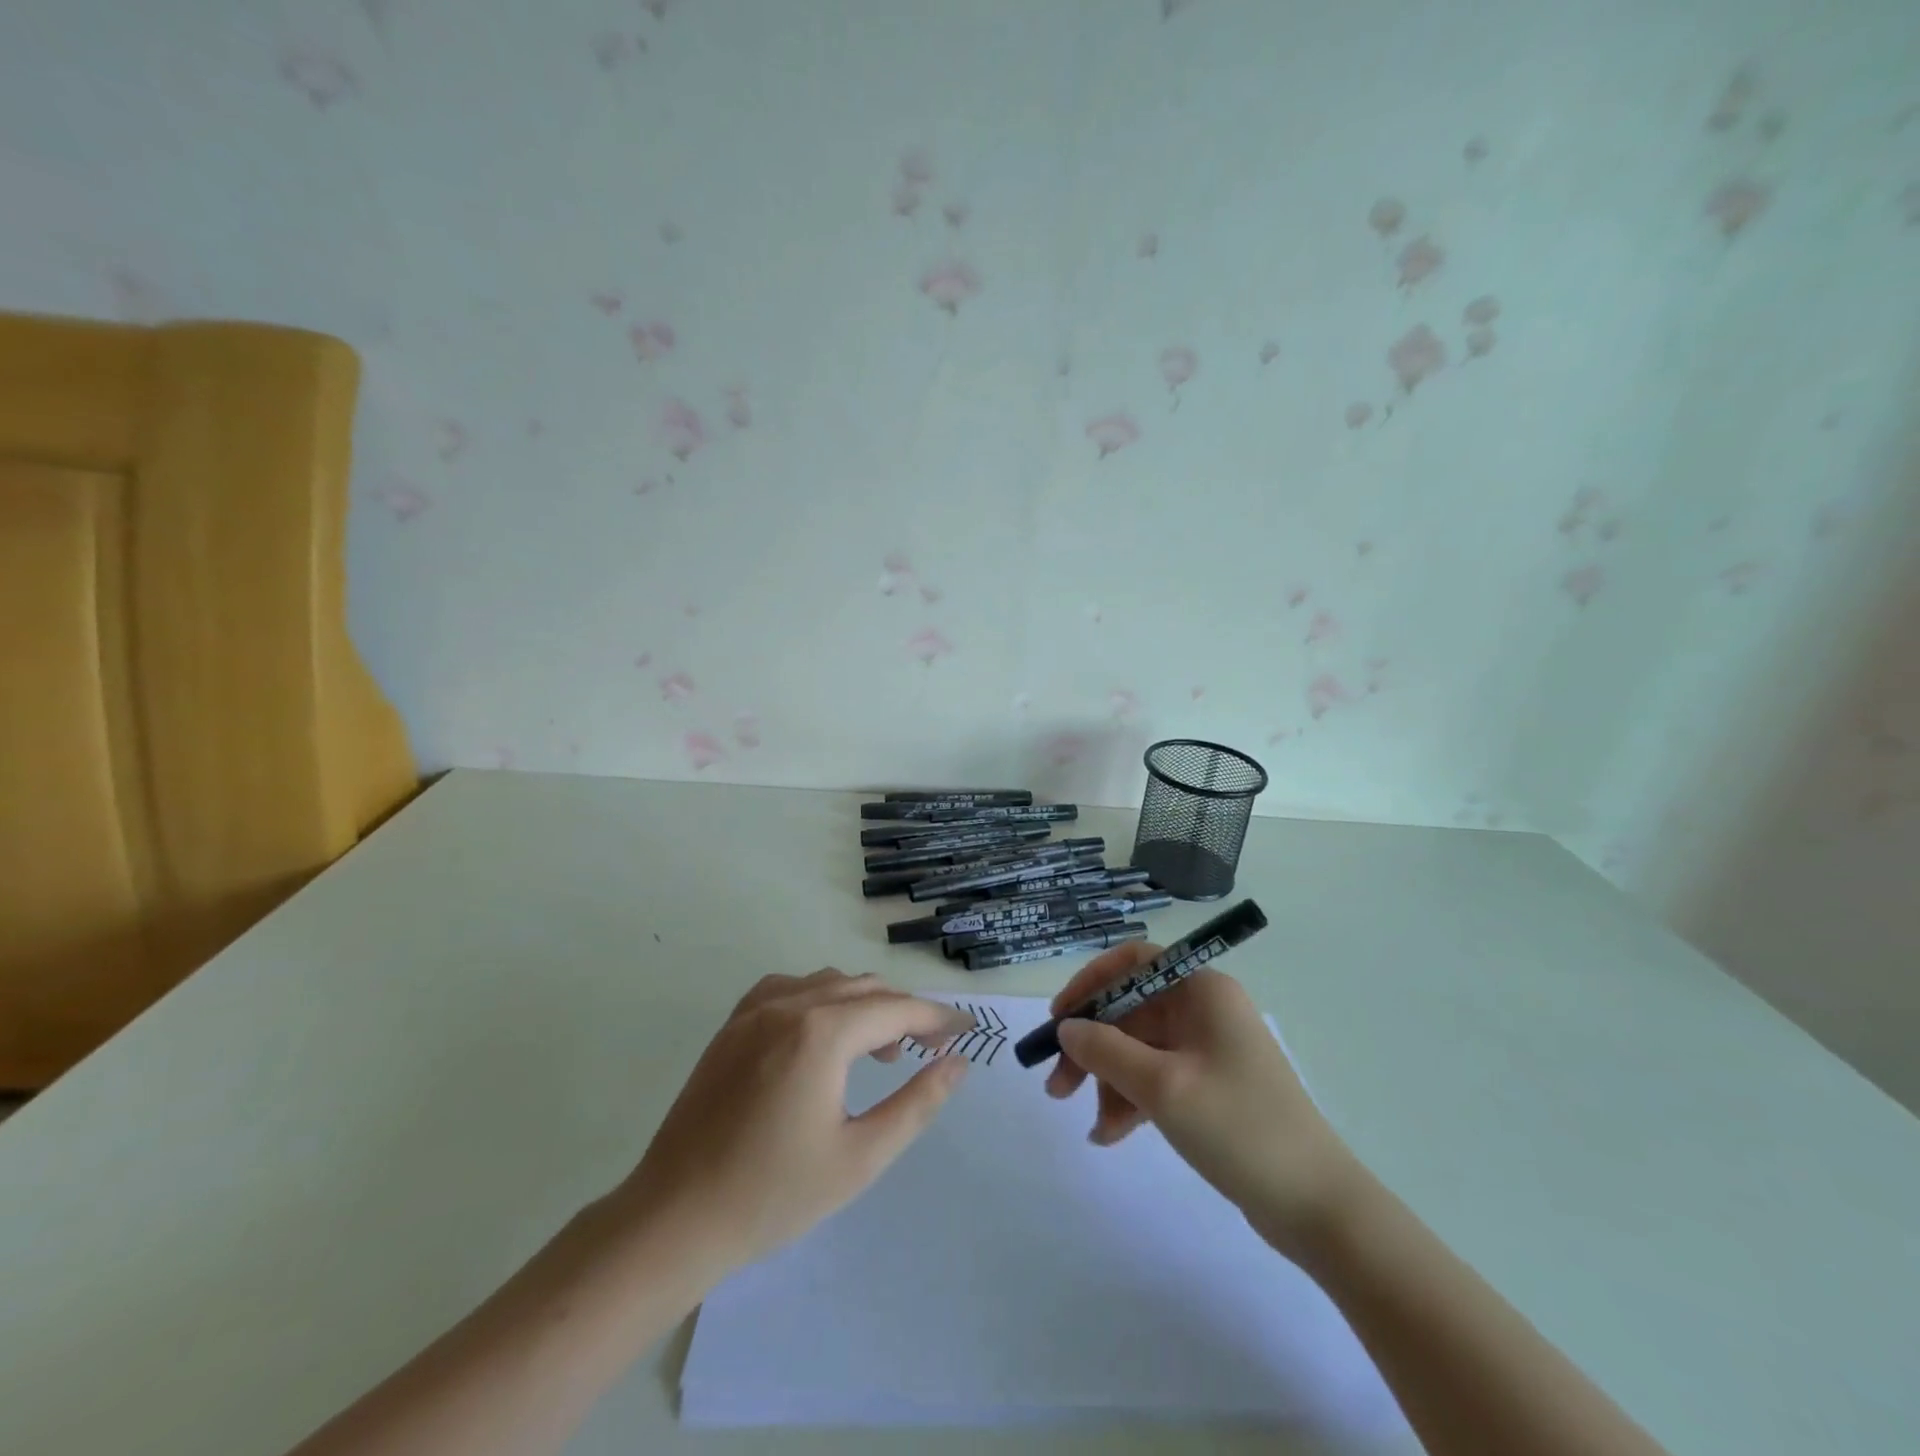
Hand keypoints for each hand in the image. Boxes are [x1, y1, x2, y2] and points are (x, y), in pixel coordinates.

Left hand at [616, 970, 975, 1277]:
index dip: (936, 1018)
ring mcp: (754, 1011)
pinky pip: (789, 988)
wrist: (674, 1219)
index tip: (964, 1032)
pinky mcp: (732, 1025)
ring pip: (828, 983)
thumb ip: (916, 1103)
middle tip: (929, 1048)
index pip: (896, 1008)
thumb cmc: (773, 1195)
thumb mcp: (860, 1157)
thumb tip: (957, 1063)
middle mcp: (789, 1004)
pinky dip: (820, 998)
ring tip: (879, 1051)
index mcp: (822, 1033)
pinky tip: (822, 1033)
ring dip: (864, 1004)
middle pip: (865, 989)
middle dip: (904, 1011)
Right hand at [1044, 943, 1356, 1254]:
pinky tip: (1111, 1134)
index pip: (1133, 962)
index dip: (1090, 983)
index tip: (1059, 1018)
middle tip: (1057, 1085)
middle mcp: (1204, 1010)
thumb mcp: (1163, 1086)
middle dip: (1092, 1046)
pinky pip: (1156, 1078)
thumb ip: (1106, 1050)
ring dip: (1108, 1079)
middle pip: (1130, 1010)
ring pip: (1139, 1048)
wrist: (1318, 1207)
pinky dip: (1131, 1099)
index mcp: (1202, 991)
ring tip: (1092, 1125)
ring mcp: (1208, 1049)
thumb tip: (1066, 1028)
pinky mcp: (1209, 1086)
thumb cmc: (1239, 1128)